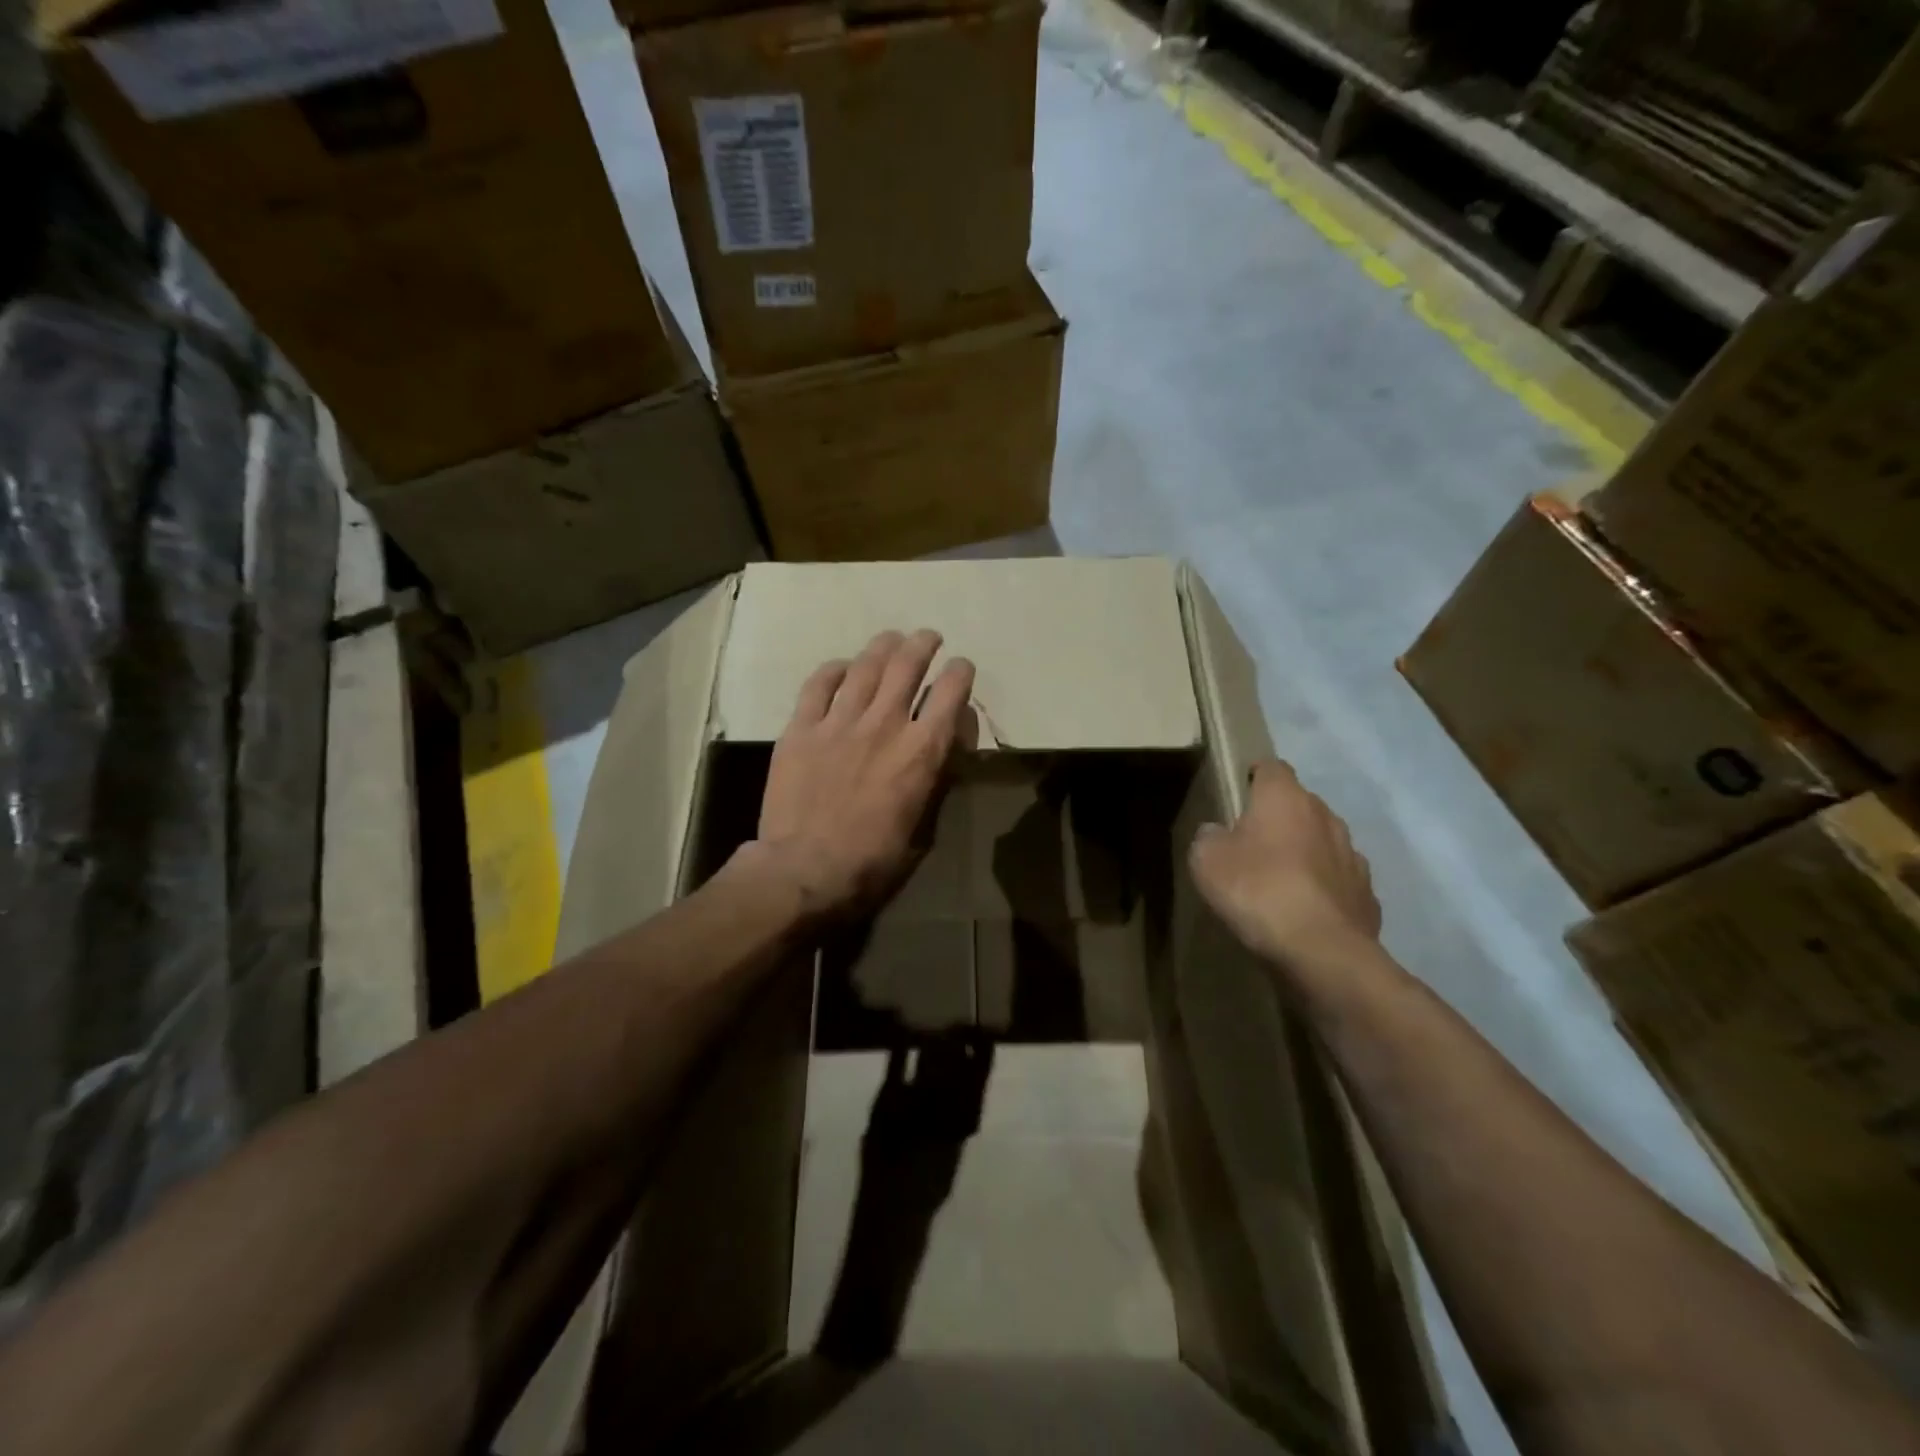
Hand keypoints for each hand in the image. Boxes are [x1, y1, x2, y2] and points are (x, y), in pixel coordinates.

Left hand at [748, 629, 976, 922]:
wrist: (804, 870)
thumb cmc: (871, 862)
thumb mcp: (922, 829)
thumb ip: (934, 783)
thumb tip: (941, 751)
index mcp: (921, 752)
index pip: (949, 694)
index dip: (960, 673)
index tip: (961, 667)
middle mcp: (884, 725)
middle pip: (908, 666)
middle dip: (923, 645)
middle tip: (927, 638)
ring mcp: (839, 722)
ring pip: (866, 667)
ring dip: (884, 647)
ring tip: (891, 638)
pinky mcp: (801, 729)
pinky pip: (818, 685)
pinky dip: (834, 670)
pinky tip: (841, 667)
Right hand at [1189, 759, 1380, 971]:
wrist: (1321, 952)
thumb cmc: (1257, 891)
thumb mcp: (1206, 860)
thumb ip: (1209, 836)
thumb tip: (1218, 832)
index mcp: (1285, 798)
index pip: (1272, 768)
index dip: (1254, 776)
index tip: (1238, 793)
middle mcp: (1325, 816)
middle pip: (1299, 804)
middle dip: (1279, 818)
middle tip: (1251, 843)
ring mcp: (1352, 855)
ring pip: (1323, 841)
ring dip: (1304, 852)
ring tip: (1280, 880)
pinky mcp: (1366, 893)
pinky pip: (1338, 880)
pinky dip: (1323, 887)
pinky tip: (1305, 910)